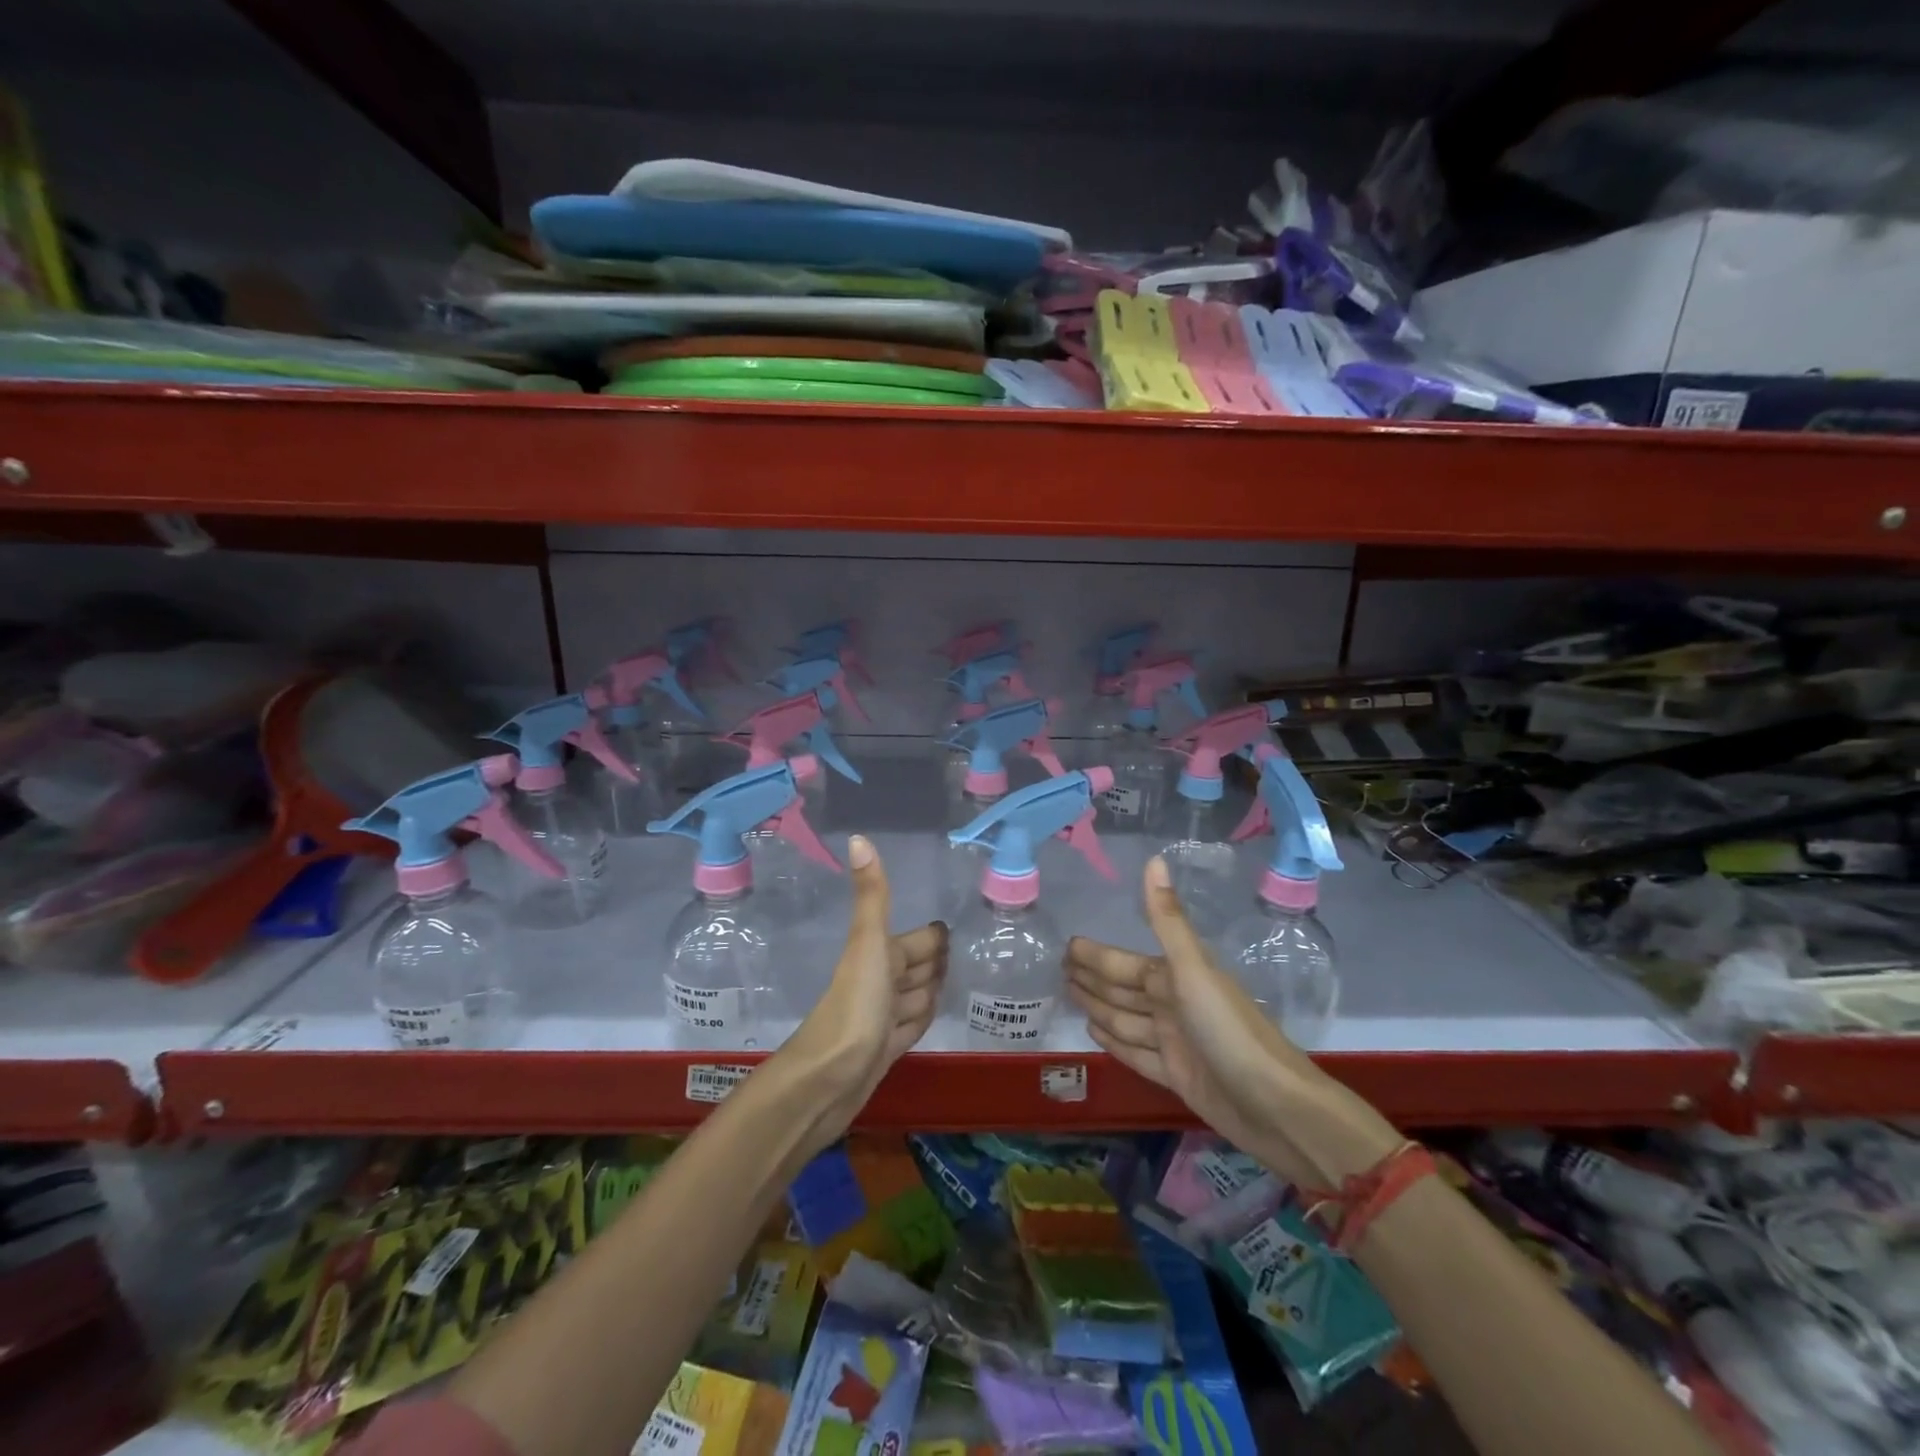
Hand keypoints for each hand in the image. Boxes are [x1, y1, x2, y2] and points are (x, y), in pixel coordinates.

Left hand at [776, 835, 945, 1146]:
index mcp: (880, 956)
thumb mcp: (868, 944)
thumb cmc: (854, 1005)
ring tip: (955, 983)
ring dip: (930, 989)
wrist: (828, 1079)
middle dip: (936, 961)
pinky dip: (922, 1018)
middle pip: (917, 967)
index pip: (918, 941)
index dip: (934, 937)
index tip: (952, 929)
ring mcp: (883, 1018)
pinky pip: (911, 1026)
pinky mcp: (886, 1050)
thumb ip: (872, 895)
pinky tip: (929, 1016)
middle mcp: (881, 983)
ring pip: (915, 997)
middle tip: (965, 954)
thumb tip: (858, 836)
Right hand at [1067, 856, 1395, 1189]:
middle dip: (1093, 978)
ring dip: (1099, 1007)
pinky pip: (1135, 1053)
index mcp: (1177, 978)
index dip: (1096, 955)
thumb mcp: (1194, 971)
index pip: (1124, 962)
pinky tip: (1094, 1033)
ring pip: (1126, 1020)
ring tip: (1070, 997)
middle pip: (1123, 989)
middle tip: (1059, 971)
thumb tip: (1154, 859)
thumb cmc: (1229, 1031)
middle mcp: (1174, 1005)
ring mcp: (1175, 1042)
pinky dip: (1115, 1042)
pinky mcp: (1177, 1076)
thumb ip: (1167, 920)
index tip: (1068, 945)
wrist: (1275, 1106)